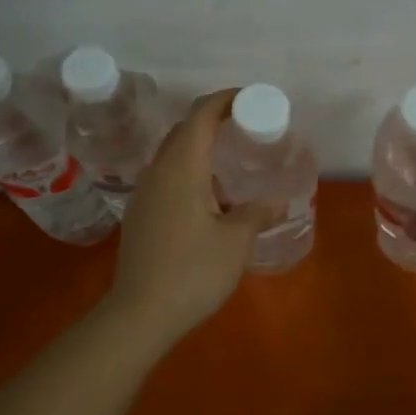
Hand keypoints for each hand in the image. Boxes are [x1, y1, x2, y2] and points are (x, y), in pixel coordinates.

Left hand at [106, 89, 280, 342]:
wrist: (140, 314)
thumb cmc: (193, 271)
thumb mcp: (236, 242)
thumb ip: (257, 214)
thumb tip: (276, 202)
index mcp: (181, 167)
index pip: (200, 115)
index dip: (225, 100)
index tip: (250, 99)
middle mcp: (158, 172)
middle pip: (184, 130)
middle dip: (213, 120)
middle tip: (246, 128)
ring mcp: (144, 193)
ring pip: (173, 154)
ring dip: (200, 148)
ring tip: (232, 162)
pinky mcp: (140, 215)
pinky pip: (167, 177)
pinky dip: (190, 171)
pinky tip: (209, 197)